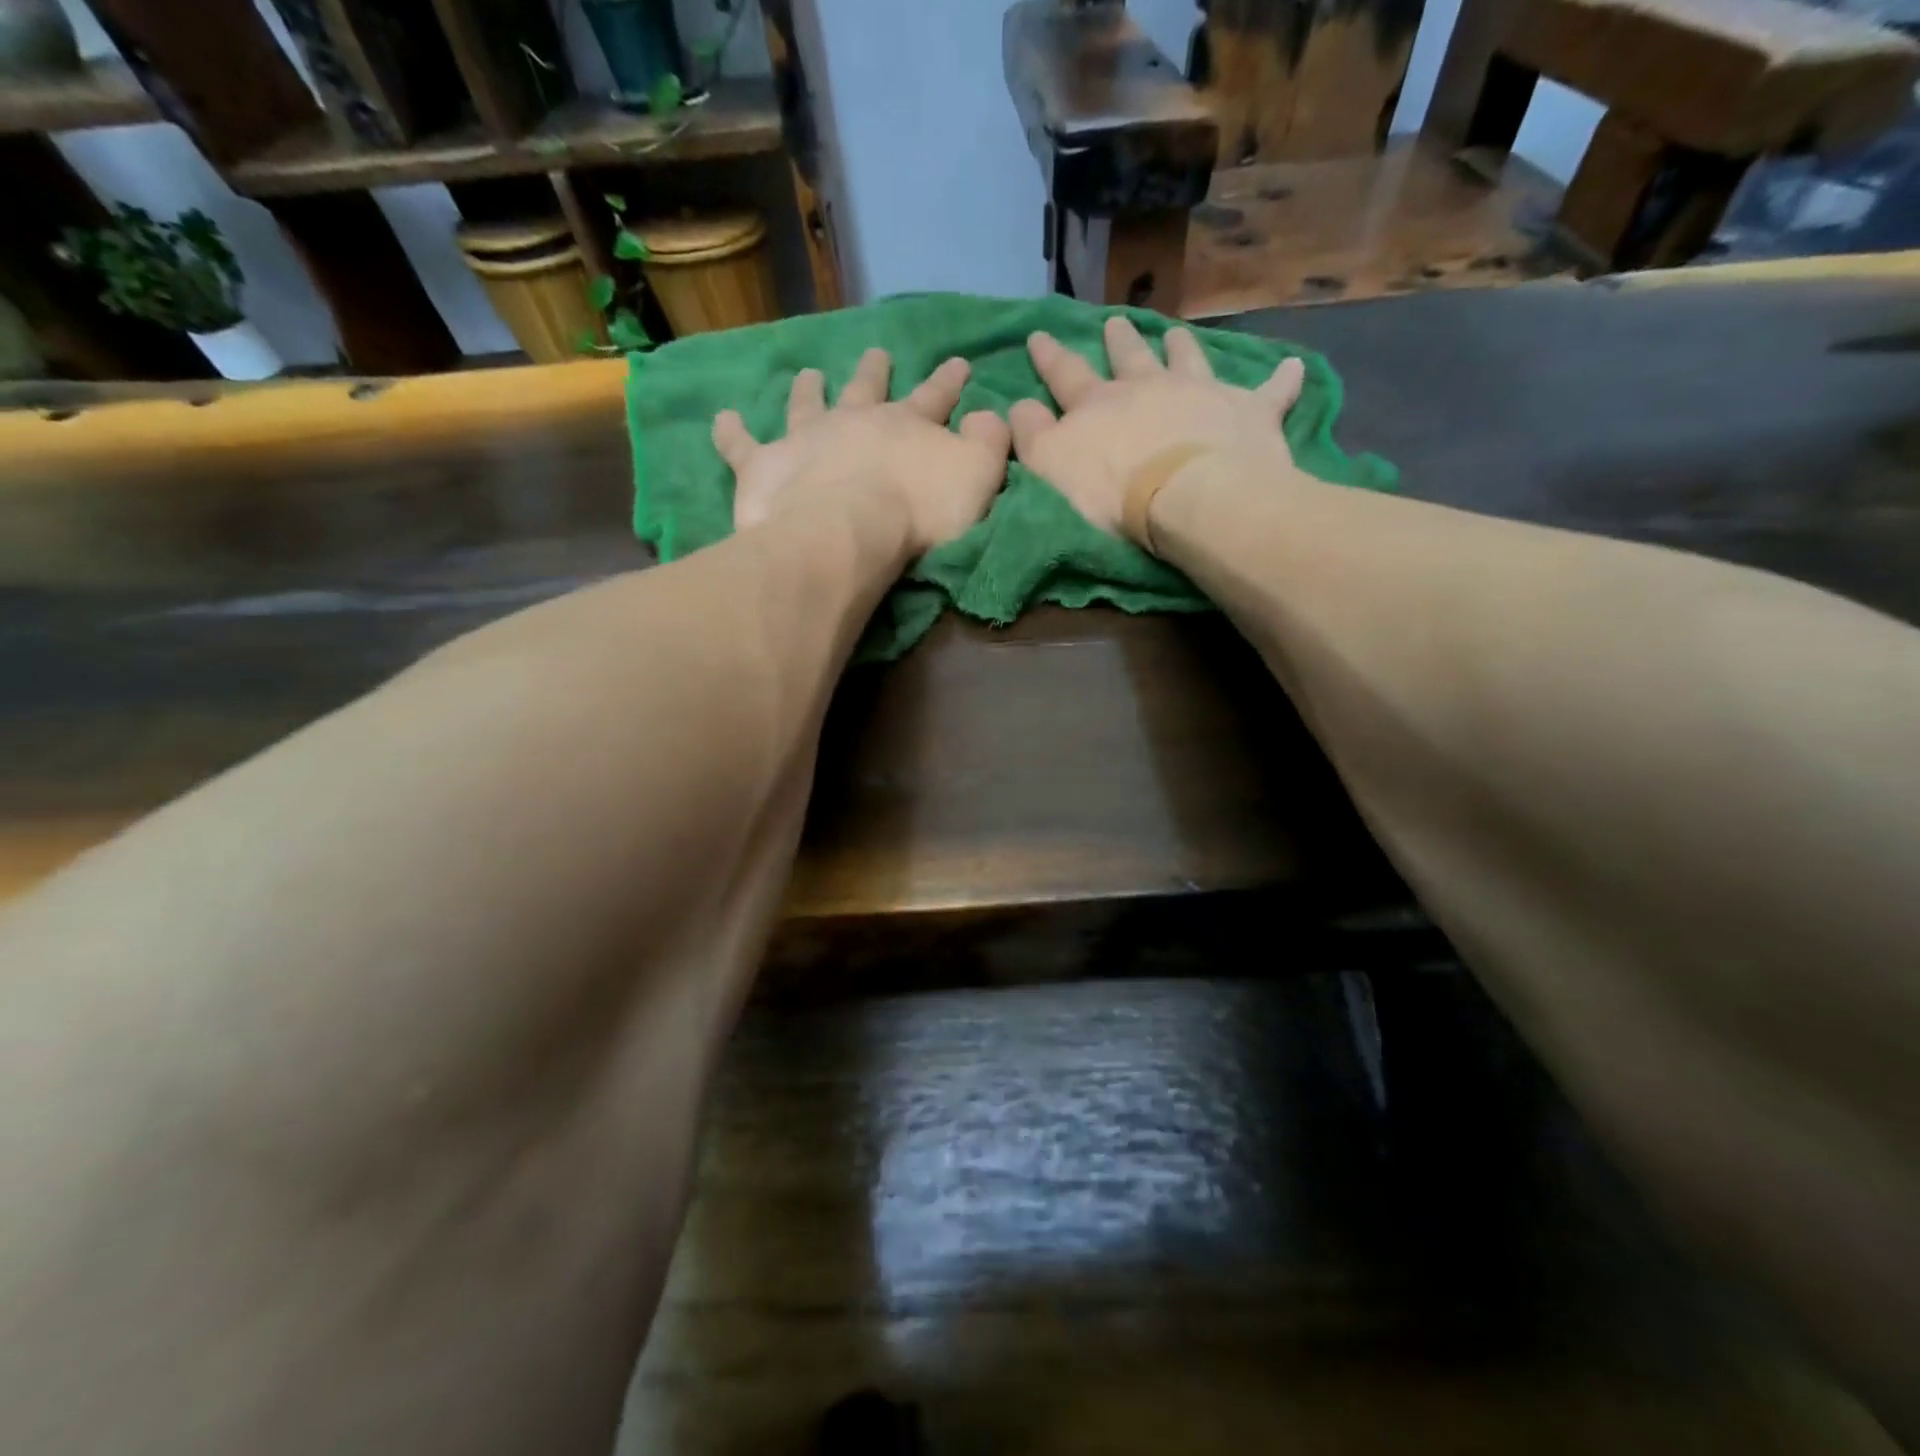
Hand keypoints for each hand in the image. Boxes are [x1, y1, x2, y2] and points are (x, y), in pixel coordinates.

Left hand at [713, 348, 1010, 554]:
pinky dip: (730, 431)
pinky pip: (741, 445)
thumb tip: (990, 416)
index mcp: (905, 425)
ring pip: (806, 405)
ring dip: (808, 390)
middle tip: (876, 352)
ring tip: (807, 373)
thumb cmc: (918, 511)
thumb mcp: (978, 476)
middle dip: (875, 372)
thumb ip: (989, 443)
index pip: (935, 396)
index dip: (949, 381)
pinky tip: (722, 418)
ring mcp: (805, 440)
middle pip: (866, 389)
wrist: (849, 531)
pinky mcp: (764, 467)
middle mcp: (853, 421)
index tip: (959, 361)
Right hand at [1010, 316, 1306, 536]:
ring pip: (1189, 360)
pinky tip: (1294, 367)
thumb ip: (1030, 435)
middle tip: (1115, 322)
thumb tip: (1016, 405)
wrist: (1187, 498)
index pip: (1065, 374)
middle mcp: (1149, 387)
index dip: (1049, 356)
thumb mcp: (1049, 467)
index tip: (1039, 334)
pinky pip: (1272, 392)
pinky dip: (1282, 380)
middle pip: (1129, 358)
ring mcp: (1202, 394)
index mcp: (1098, 404)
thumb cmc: (1111, 493)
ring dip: (1181, 347)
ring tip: (1177, 334)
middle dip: (1118, 342)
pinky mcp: (1250, 413)